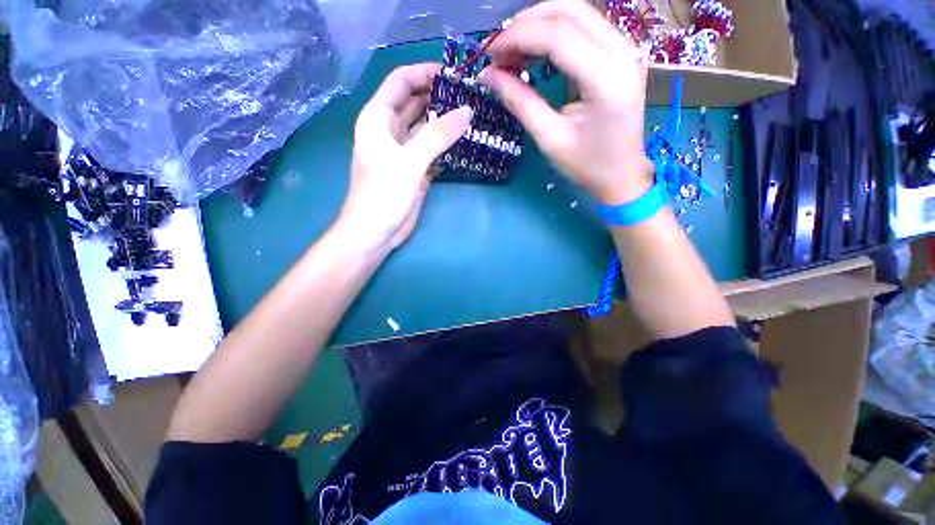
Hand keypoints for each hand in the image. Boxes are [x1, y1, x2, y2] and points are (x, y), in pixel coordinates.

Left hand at [337, 64, 472, 250]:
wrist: (377, 232)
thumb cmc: (383, 194)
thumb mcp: (409, 162)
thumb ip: (437, 136)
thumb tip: (467, 111)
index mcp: (378, 118)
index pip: (401, 82)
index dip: (425, 73)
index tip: (455, 75)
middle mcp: (391, 130)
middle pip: (416, 102)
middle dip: (441, 96)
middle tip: (472, 95)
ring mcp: (405, 151)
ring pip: (427, 127)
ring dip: (447, 122)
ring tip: (474, 115)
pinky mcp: (416, 169)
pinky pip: (434, 149)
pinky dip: (447, 145)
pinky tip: (466, 142)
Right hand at [481, 0, 653, 205]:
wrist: (622, 174)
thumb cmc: (587, 164)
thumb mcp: (549, 138)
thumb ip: (520, 102)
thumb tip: (489, 76)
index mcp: (606, 79)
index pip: (558, 36)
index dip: (518, 38)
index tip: (490, 55)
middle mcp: (623, 52)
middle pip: (570, 10)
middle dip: (527, 23)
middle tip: (499, 49)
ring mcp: (627, 49)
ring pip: (578, 13)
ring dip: (540, 24)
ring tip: (512, 51)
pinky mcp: (622, 54)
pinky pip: (585, 27)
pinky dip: (555, 33)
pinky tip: (535, 52)